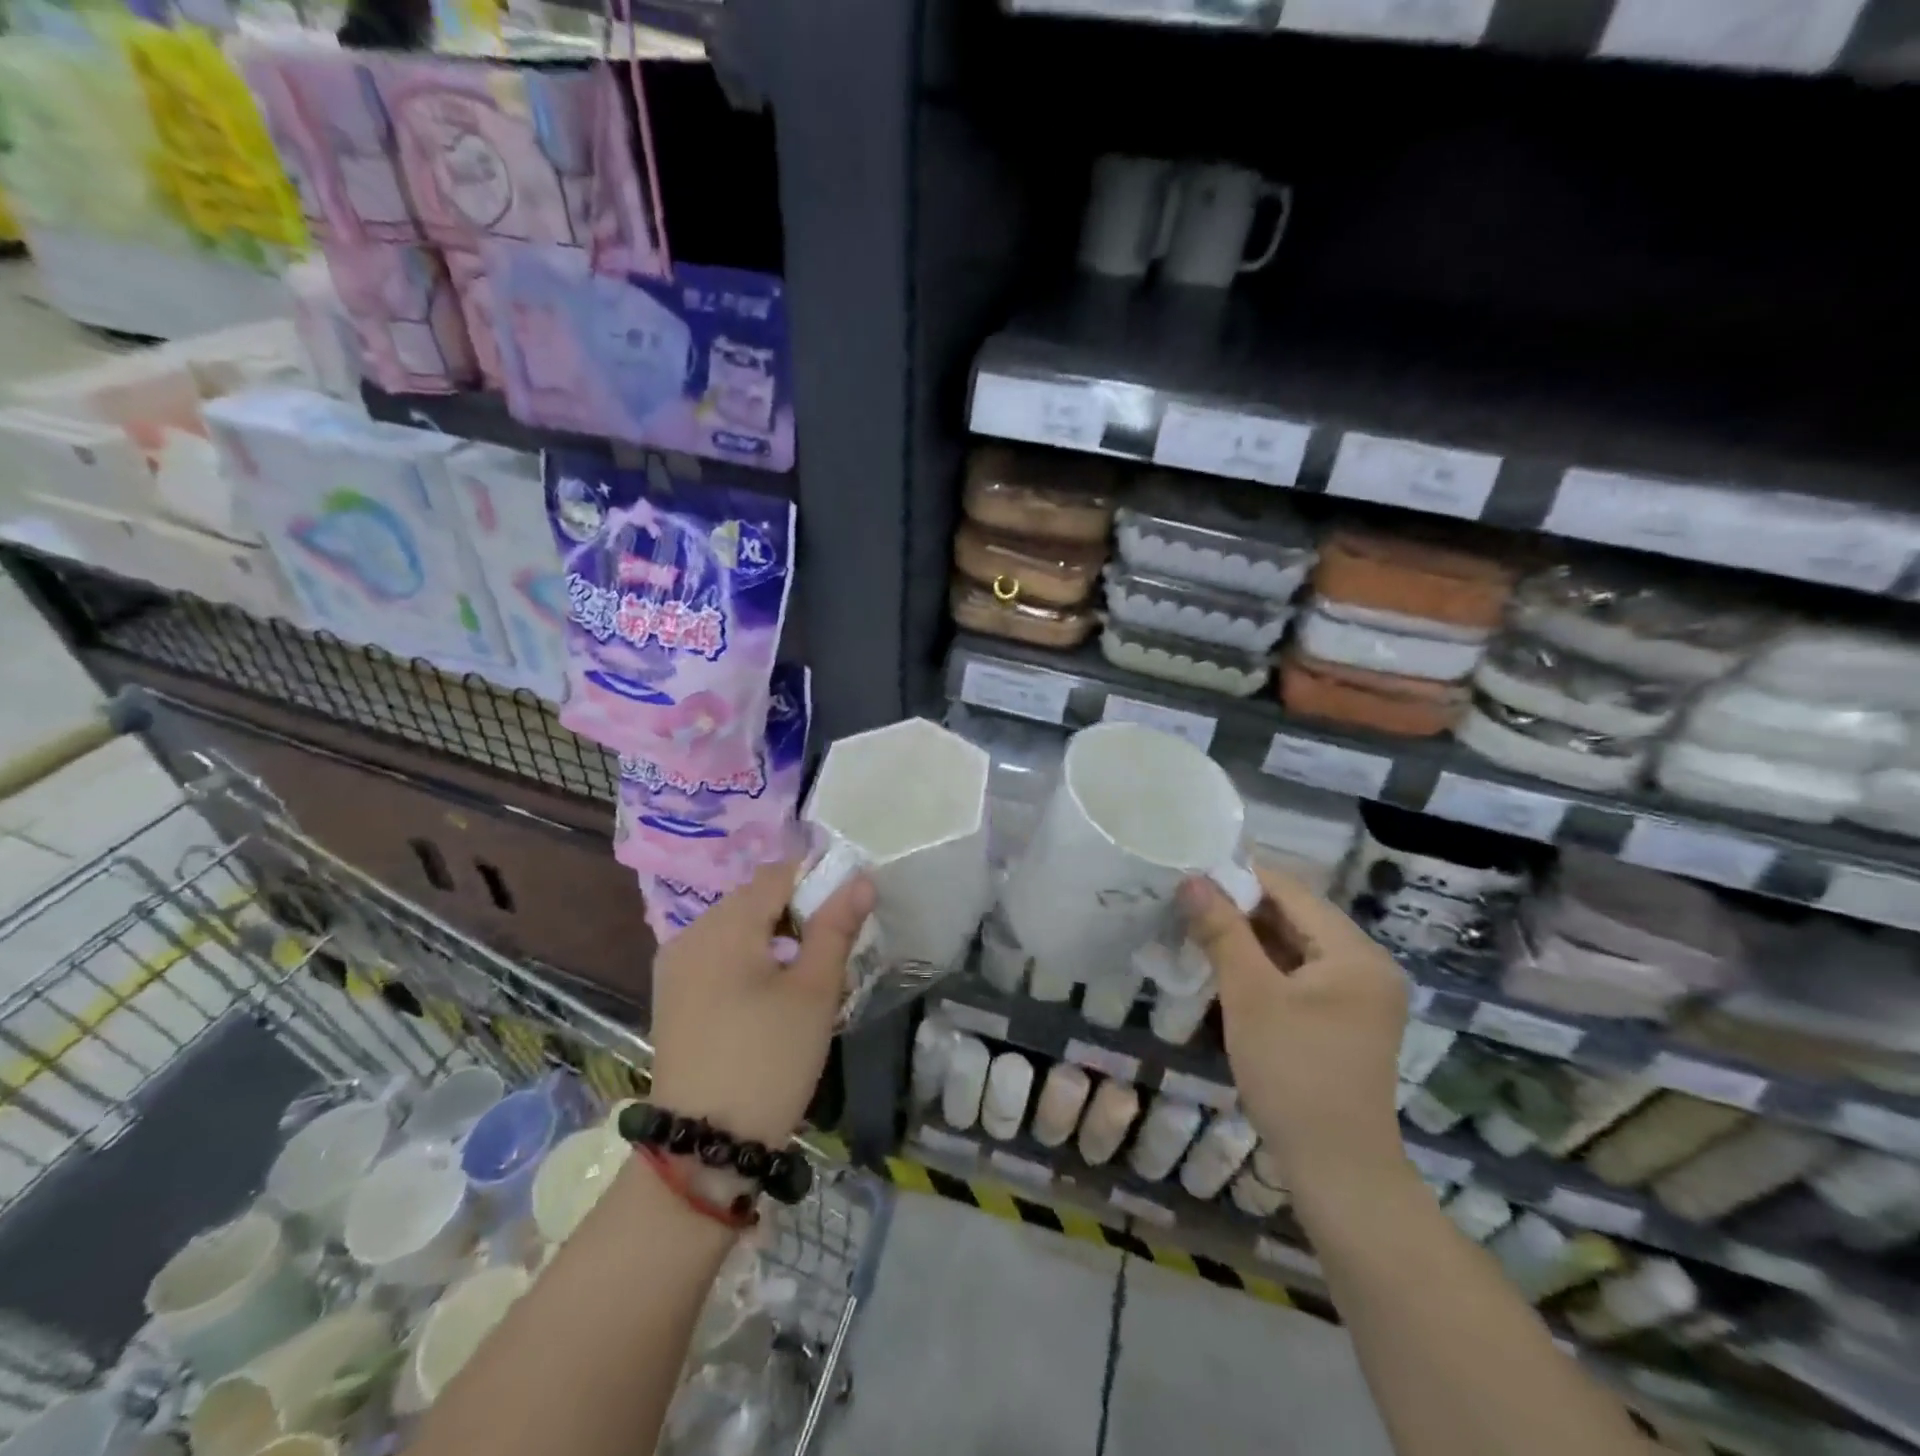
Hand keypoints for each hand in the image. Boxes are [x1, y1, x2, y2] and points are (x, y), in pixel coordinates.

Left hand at [647, 859, 873, 1146]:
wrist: (705, 1147)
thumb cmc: (769, 1060)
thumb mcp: (814, 991)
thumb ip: (836, 928)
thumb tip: (861, 878)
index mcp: (724, 925)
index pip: (778, 874)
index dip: (817, 881)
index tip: (847, 912)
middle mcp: (691, 934)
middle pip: (754, 899)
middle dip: (796, 913)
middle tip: (829, 955)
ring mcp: (675, 967)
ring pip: (736, 928)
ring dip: (774, 938)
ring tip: (803, 979)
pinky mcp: (672, 997)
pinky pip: (717, 956)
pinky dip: (748, 960)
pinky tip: (767, 999)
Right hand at [1180, 868, 1408, 1191]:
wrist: (1337, 1170)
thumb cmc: (1294, 1074)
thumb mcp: (1250, 996)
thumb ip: (1223, 932)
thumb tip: (1192, 880)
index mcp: (1355, 953)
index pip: (1292, 891)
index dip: (1240, 877)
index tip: (1191, 872)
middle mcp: (1366, 965)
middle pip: (1296, 916)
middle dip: (1241, 907)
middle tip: (1187, 901)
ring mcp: (1358, 995)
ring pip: (1295, 945)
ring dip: (1248, 937)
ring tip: (1197, 927)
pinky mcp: (1343, 1019)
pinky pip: (1299, 974)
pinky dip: (1264, 966)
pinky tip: (1225, 966)